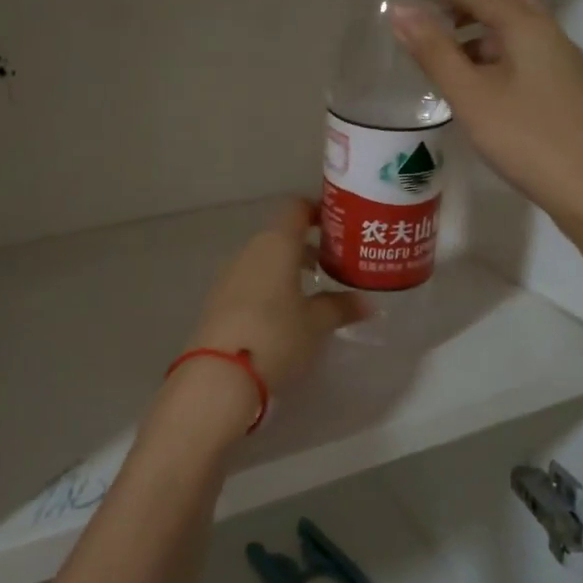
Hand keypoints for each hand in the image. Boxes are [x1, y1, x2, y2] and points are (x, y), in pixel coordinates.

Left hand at [184, 198, 366, 394]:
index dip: (317, 211)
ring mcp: (228, 274)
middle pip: (280, 235)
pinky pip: (248, 281)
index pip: (296, 208)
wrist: (220, 374)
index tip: (339, 226)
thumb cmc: (277, 336)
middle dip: (306, 246)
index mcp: (276, 244)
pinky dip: (268, 286)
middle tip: (333, 264)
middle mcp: (249, 250)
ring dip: (286, 268)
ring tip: (311, 291)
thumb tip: (367, 303)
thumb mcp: (317, 324)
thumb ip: (341, 307)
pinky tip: (282, 313)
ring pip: (263, 259)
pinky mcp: (216, 300)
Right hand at [392, 0, 582, 242]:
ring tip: (449, 69)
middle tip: (431, 32)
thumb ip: (434, 52)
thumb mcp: (470, 95)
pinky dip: (500, 64)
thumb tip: (400, 9)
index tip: (406, 2)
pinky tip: (485, 97)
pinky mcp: (571, 94)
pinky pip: (529, 62)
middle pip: (504, 6)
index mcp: (527, 26)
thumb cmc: (527, 139)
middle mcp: (552, 35)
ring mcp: (566, 66)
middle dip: (465, 12)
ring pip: (518, 37)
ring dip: (483, 40)